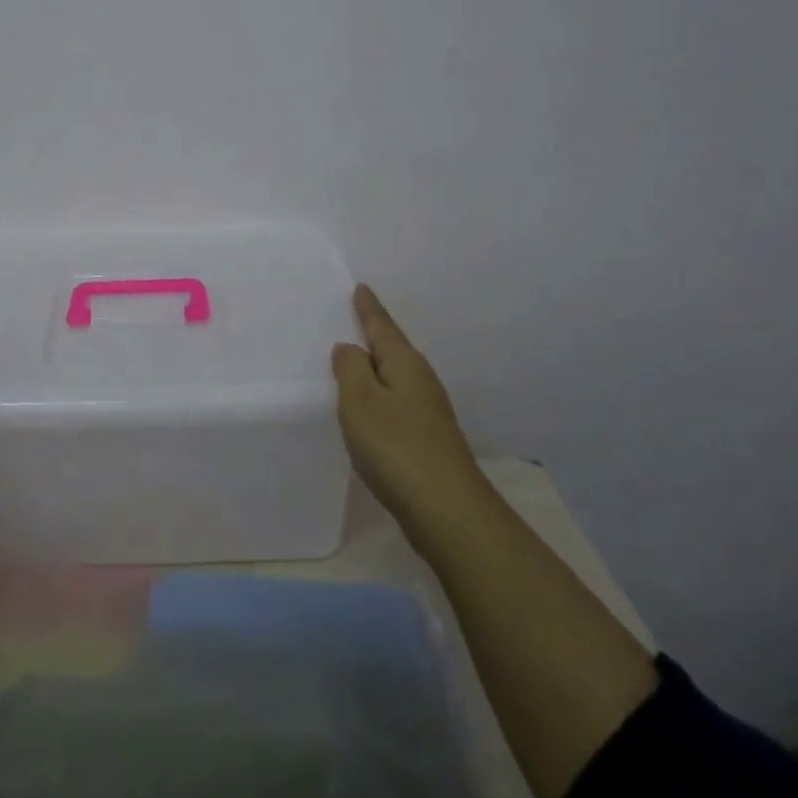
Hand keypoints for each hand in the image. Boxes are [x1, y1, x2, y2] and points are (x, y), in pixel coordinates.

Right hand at [332, 285, 484, 537]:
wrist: (448, 510)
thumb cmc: (397, 447)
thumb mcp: (360, 401)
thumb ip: (350, 369)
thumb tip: (350, 349)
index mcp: (405, 364)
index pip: (382, 327)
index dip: (368, 308)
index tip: (361, 287)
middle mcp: (421, 381)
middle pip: (393, 349)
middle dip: (373, 335)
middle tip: (352, 318)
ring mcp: (428, 412)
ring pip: (395, 377)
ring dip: (376, 368)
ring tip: (354, 360)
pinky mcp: (427, 440)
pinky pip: (396, 403)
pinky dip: (379, 396)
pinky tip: (370, 408)